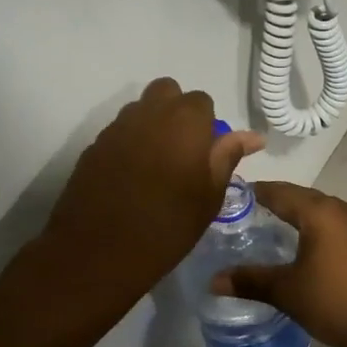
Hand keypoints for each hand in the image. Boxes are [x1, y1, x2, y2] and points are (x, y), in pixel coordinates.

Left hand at [41, 78, 262, 306]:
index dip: (207, 123)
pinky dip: (130, 144)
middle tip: (183, 150)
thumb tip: (253, 136)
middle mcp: (149, 114)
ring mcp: (116, 128)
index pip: (202, 101)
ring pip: (140, 109)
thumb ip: (228, 157)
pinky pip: (119, 132)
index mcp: (184, 121)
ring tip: (157, 165)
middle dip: (177, 111)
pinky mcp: (93, 147)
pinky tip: (131, 178)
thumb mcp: (209, 196)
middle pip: (167, 91)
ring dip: (152, 125)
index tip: (206, 153)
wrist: (97, 254)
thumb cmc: (167, 227)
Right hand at [211, 182, 346, 346]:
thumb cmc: (337, 301)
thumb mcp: (288, 292)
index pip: (280, 192)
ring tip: (279, 230)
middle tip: (251, 214)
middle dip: (278, 203)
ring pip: (324, 213)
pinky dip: (321, 232)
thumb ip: (251, 281)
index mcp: (320, 212)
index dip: (256, 193)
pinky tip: (313, 250)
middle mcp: (343, 210)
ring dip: (302, 217)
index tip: (234, 197)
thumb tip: (214, 279)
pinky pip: (340, 228)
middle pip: (304, 198)